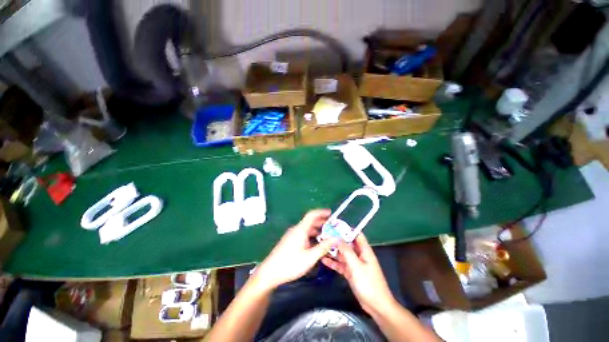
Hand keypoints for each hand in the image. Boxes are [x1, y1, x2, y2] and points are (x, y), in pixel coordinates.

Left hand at [253, 209, 337, 291]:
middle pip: (310, 221)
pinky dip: (311, 235)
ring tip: (327, 235)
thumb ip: (323, 247)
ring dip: (317, 230)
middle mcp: (296, 229)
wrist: (270, 272)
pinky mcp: (289, 241)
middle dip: (321, 222)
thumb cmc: (290, 264)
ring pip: (306, 228)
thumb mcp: (310, 257)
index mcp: (301, 229)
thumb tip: (336, 238)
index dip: (322, 212)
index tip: (331, 214)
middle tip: (332, 226)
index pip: (312, 215)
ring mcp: (292, 235)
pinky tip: (316, 243)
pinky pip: (303, 234)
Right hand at [322, 234, 396, 314]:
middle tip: (324, 236)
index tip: (334, 227)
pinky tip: (324, 260)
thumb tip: (337, 238)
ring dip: (334, 251)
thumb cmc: (368, 283)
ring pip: (343, 254)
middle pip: (347, 244)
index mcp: (364, 250)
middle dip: (337, 240)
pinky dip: (334, 262)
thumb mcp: (356, 266)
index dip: (346, 229)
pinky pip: (341, 264)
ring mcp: (355, 264)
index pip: (356, 234)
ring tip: (322, 246)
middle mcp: (359, 255)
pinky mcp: (351, 272)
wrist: (376, 306)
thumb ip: (346, 251)